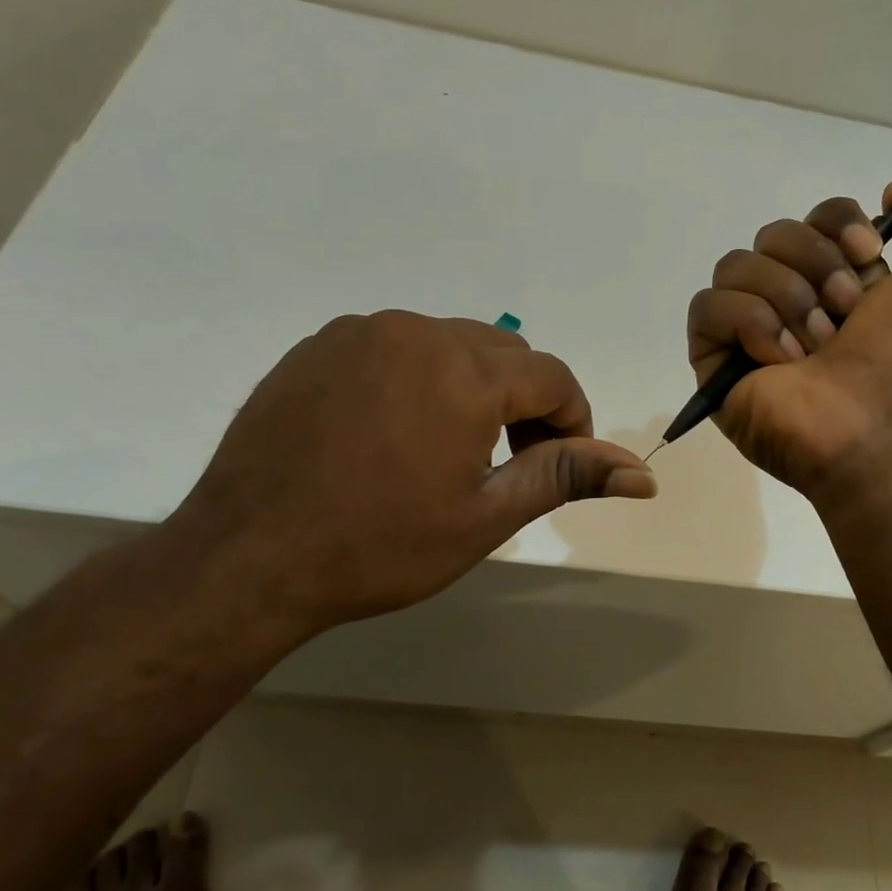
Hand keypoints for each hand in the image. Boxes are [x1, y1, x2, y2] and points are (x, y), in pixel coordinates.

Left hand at [166, 311, 655, 638]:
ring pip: (447, 343)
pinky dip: (414, 377)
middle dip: (523, 399)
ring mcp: (359, 333)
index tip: (556, 463)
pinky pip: (392, 346)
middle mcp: (415, 333)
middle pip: (504, 352)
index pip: (552, 375)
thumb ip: (565, 477)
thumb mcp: (484, 517)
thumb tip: (645, 476)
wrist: (246, 558)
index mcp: (464, 372)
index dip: (571, 419)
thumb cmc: (378, 546)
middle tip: (506, 460)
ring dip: (469, 386)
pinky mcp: (317, 345)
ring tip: (446, 448)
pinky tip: (388, 432)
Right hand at [686, 181, 891, 504]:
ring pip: (736, 266)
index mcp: (843, 283)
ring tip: (816, 348)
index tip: (868, 254)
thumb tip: (891, 192)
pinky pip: (708, 308)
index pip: (815, 218)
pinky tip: (780, 359)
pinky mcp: (717, 363)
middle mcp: (795, 302)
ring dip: (785, 297)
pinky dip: (747, 323)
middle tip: (845, 314)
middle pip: (773, 234)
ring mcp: (752, 334)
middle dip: (814, 264)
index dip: (836, 223)